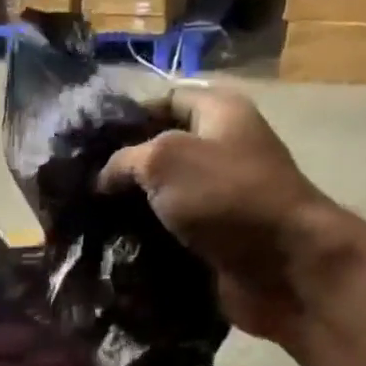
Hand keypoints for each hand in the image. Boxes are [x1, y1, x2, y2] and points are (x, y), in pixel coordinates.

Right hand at [100, 88, 321, 342]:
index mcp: (219, 113)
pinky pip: (172, 235)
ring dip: (131, 212)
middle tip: (81, 187)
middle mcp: (222, 151)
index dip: (127, 117)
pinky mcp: (216, 240)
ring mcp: (220, 199)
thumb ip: (124, 160)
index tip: (88, 144)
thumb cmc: (227, 197)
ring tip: (89, 221)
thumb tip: (101, 179)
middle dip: (124, 170)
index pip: (165, 100)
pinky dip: (146, 243)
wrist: (283, 266)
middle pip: (162, 152)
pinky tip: (114, 249)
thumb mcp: (164, 160)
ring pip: (163, 199)